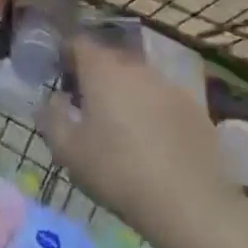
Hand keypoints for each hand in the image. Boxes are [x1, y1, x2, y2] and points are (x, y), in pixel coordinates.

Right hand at [39, 35, 232, 247]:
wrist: (188, 204)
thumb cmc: (117, 172)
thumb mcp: (68, 151)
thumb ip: (51, 118)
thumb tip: (52, 100)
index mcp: (102, 71)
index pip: (78, 43)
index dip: (66, 54)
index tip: (60, 75)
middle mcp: (136, 67)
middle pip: (110, 59)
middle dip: (96, 74)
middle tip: (87, 104)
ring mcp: (169, 85)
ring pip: (139, 79)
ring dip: (126, 92)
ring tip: (122, 125)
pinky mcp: (195, 108)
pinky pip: (164, 99)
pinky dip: (154, 110)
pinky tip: (154, 141)